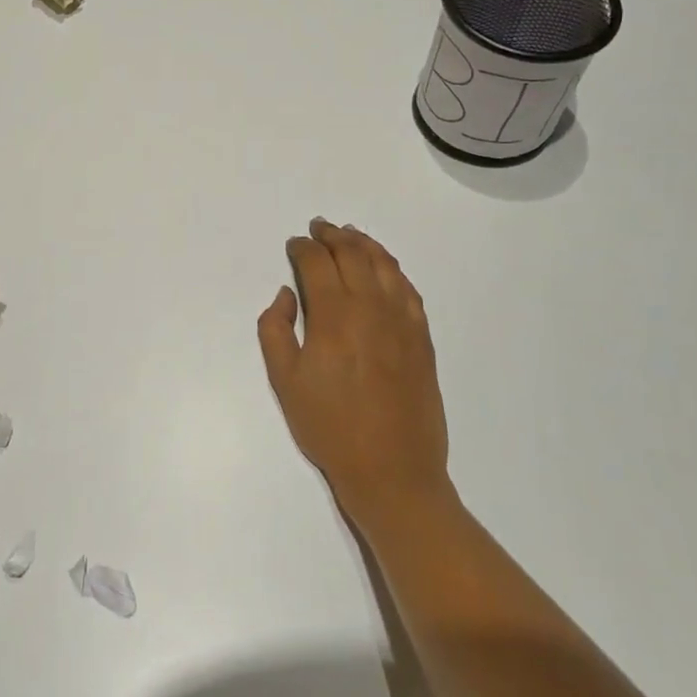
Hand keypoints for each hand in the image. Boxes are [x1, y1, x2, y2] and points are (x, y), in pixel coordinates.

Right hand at [257, 218, 452, 526]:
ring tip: (350, 235)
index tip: (294, 244)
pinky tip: (385, 268)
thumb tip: (287, 294)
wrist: (391, 469)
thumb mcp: (284, 381)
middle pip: (352, 255)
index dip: (303, 248)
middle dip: (332, 236)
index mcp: (334, 315)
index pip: (317, 263)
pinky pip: (408, 289)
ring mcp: (402, 320)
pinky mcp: (422, 337)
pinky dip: (393, 269)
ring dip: (364, 244)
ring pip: (384, 265)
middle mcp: (370, 307)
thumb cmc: (329, 427)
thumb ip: (275, 330)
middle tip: (319, 227)